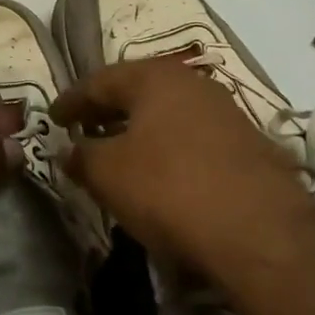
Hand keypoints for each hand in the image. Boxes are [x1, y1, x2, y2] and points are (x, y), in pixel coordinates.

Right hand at [51, 56, 314, 286]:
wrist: (262, 235)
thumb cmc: (171, 190)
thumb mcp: (108, 174)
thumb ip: (80, 156)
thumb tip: (68, 150)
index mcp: (156, 78)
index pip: (100, 80)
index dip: (71, 100)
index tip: (52, 117)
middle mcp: (194, 84)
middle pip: (138, 91)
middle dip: (107, 110)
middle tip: (82, 129)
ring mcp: (228, 113)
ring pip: (169, 114)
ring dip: (139, 129)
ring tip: (118, 152)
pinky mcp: (251, 146)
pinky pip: (194, 137)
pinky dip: (169, 148)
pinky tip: (162, 174)